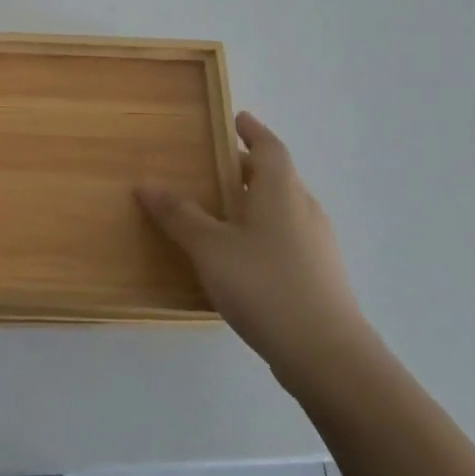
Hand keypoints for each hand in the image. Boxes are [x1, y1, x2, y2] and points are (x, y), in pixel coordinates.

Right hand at [136, 111, 374, 394]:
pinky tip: (241, 257)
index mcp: (281, 192)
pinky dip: (264, 232)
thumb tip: (146, 184)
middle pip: (278, 177)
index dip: (253, 131)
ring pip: (283, 209)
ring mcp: (318, 246)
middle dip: (248, 169)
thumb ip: (179, 215)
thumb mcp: (210, 248)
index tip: (238, 118)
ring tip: (222, 211)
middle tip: (215, 167)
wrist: (328, 357)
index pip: (270, 148)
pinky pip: (287, 238)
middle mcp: (304, 210)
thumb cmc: (266, 286)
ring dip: (256, 202)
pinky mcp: (320, 277)